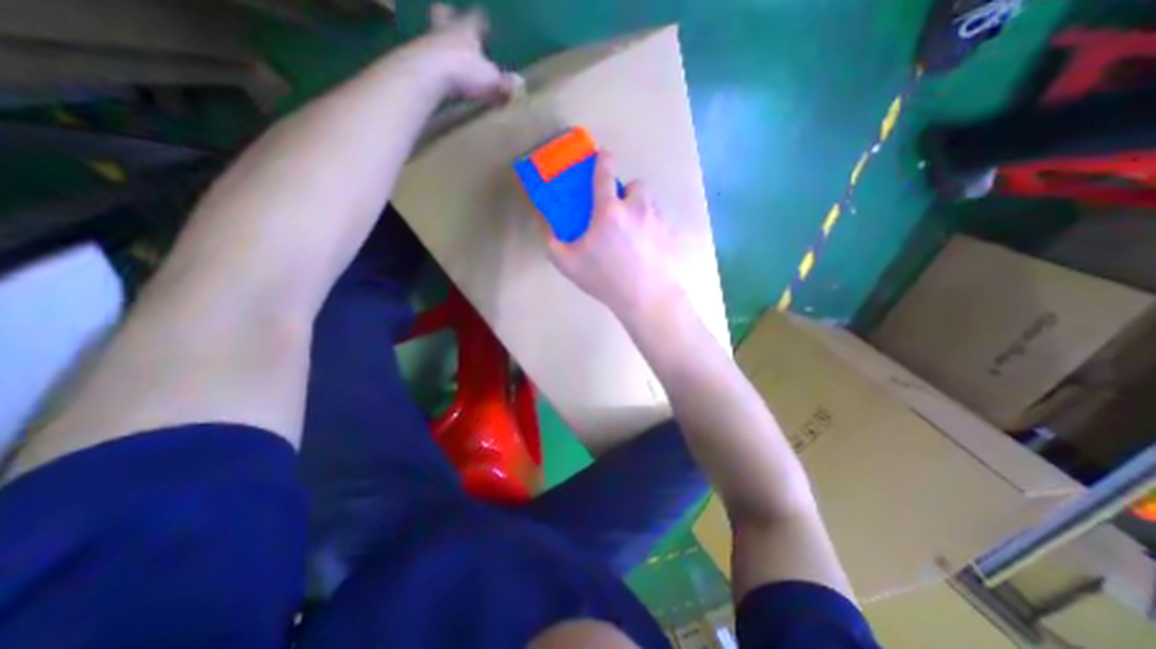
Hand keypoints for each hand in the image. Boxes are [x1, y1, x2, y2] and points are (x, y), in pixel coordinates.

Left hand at [404, 4, 518, 98]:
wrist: (427, 74)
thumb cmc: (463, 72)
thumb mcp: (490, 81)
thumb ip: (505, 83)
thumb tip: (520, 84)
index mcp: (466, 31)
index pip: (476, 19)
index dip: (481, 20)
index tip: (484, 20)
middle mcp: (446, 30)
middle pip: (444, 14)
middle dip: (449, 16)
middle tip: (450, 15)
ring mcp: (427, 41)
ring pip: (432, 33)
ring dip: (437, 39)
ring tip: (442, 51)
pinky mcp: (414, 57)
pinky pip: (423, 54)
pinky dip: (428, 59)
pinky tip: (432, 71)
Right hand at [547, 151, 684, 325]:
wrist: (647, 298)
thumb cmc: (606, 279)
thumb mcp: (569, 265)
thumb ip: (553, 243)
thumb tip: (548, 228)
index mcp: (609, 210)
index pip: (605, 172)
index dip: (603, 160)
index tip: (603, 157)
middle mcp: (636, 207)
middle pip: (635, 184)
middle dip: (626, 193)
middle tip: (618, 213)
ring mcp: (657, 219)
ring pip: (649, 201)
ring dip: (640, 208)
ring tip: (633, 231)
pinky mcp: (671, 233)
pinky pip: (660, 220)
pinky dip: (652, 226)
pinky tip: (646, 248)